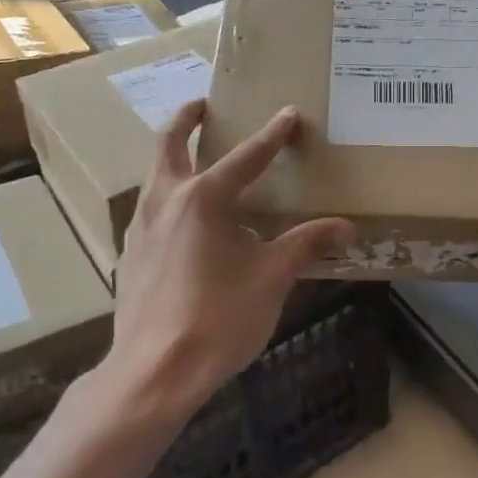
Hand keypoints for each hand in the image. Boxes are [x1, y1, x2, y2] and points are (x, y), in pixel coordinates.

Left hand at [103, 101, 354, 422]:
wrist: (154, 372)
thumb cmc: (218, 319)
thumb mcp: (272, 278)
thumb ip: (307, 244)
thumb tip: (347, 228)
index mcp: (204, 198)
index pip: (246, 156)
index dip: (273, 135)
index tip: (289, 114)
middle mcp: (166, 201)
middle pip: (170, 144)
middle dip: (187, 119)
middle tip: (203, 105)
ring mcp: (141, 228)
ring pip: (155, 176)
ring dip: (173, 158)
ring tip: (196, 162)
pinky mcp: (131, 256)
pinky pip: (151, 210)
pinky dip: (168, 198)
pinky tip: (185, 225)